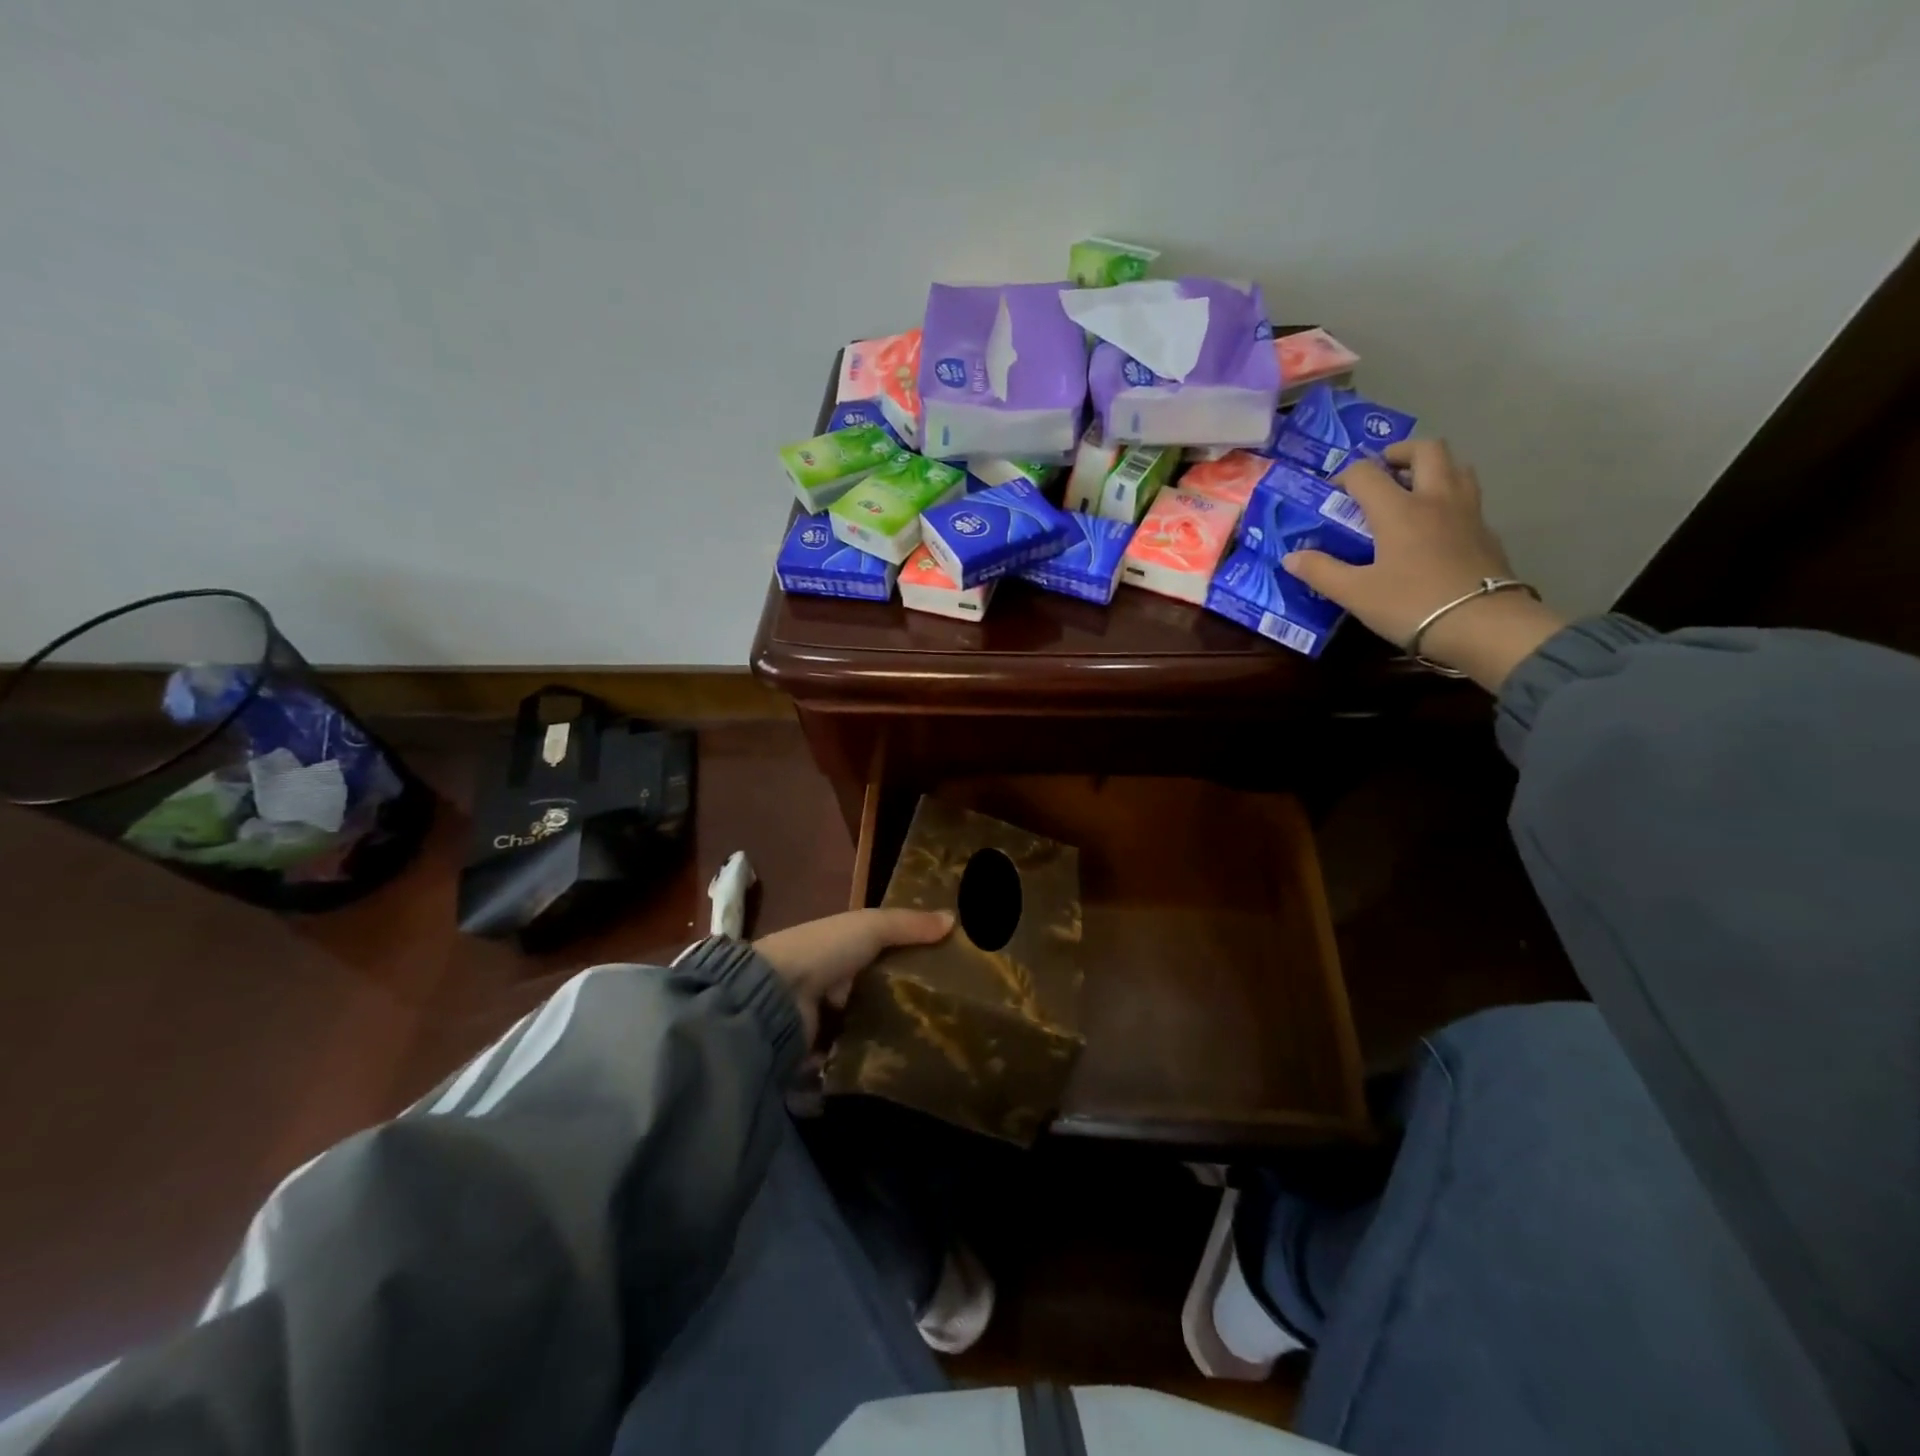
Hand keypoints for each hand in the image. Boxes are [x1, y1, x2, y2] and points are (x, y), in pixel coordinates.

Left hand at [755, 908, 953, 1044]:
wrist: (773, 996)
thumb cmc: (824, 950)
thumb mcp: (870, 926)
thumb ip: (909, 924)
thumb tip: (954, 920)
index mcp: (839, 945)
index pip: (877, 949)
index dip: (906, 956)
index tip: (943, 970)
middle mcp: (829, 978)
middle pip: (871, 989)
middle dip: (900, 1000)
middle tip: (944, 1014)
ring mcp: (822, 1016)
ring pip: (864, 1024)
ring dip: (887, 1033)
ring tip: (932, 1043)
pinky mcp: (818, 1050)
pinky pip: (851, 1054)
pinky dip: (870, 1059)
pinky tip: (902, 1063)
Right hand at [1280, 440, 1565, 690]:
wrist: (1482, 625)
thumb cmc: (1411, 604)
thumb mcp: (1355, 593)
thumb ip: (1320, 571)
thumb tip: (1291, 557)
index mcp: (1399, 509)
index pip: (1367, 472)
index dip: (1345, 476)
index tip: (1332, 493)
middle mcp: (1435, 499)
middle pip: (1427, 449)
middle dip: (1400, 452)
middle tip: (1382, 471)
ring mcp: (1467, 513)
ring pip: (1456, 466)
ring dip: (1432, 468)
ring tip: (1412, 490)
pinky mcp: (1486, 533)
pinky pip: (1468, 498)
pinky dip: (1449, 497)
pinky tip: (1435, 525)